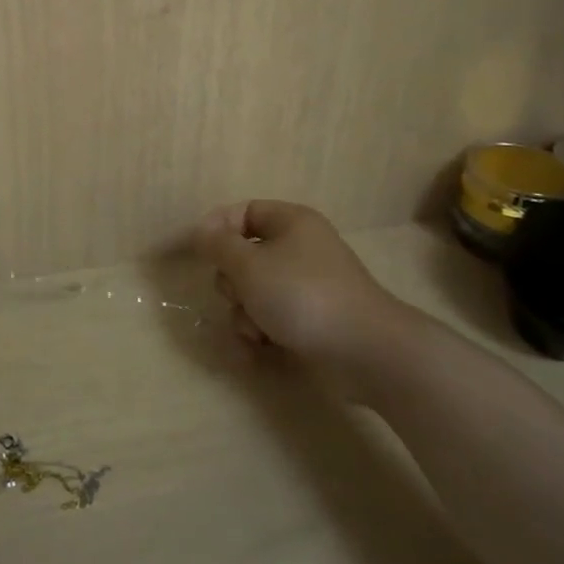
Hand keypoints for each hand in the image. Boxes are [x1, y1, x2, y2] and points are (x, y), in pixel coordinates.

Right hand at [191, 200, 428, 374]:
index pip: (243, 211)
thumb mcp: (249, 265)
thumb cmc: (302, 295)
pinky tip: (259, 350)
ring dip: (244, 314)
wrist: (365, 351)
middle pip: (244, 256)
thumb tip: (200, 231)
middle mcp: (300, 248)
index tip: (197, 252)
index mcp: (291, 222)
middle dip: (233, 283)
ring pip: (254, 291)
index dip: (217, 228)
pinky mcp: (312, 319)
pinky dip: (261, 332)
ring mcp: (307, 285)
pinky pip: (272, 317)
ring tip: (256, 331)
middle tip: (239, 296)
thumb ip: (218, 245)